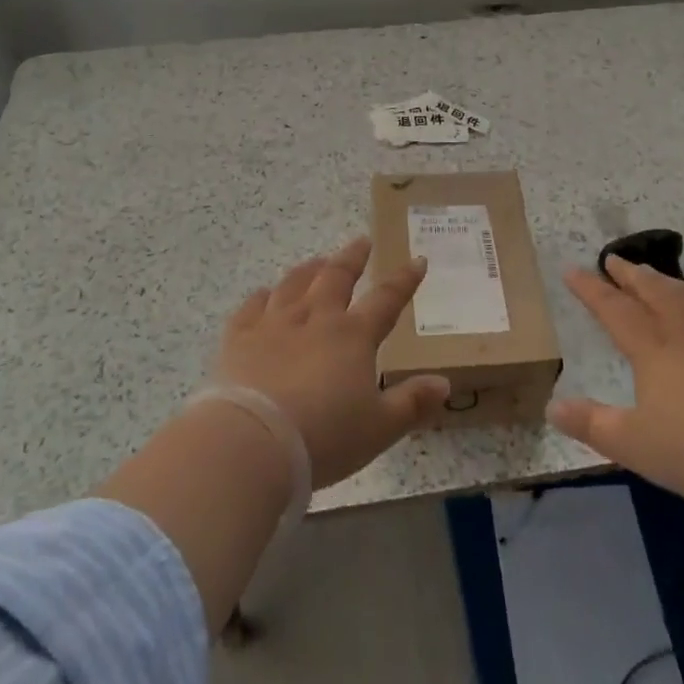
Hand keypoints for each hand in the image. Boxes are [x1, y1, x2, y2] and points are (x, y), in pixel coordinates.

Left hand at [216, 238, 449, 487]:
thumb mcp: (379, 428)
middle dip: (352, 258)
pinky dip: (261, 297)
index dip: (404, 280)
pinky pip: (251, 307)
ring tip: (317, 261)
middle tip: (361, 242)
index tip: (417, 260)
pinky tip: (264, 294)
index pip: (386, 299)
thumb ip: (412, 403)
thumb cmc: (324, 437)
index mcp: (352, 336)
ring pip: (294, 284)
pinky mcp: (239, 337)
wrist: (253, 441)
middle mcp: (315, 318)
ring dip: (309, 270)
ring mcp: (274, 323)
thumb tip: (445, 383)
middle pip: (336, 277)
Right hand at [548, 257, 683, 513]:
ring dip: (666, 283)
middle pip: (654, 292)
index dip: (591, 289)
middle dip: (630, 276)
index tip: (572, 270)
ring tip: (655, 275)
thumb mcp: (634, 446)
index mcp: (653, 349)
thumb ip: (592, 425)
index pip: (614, 309)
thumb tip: (552, 407)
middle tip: (615, 260)